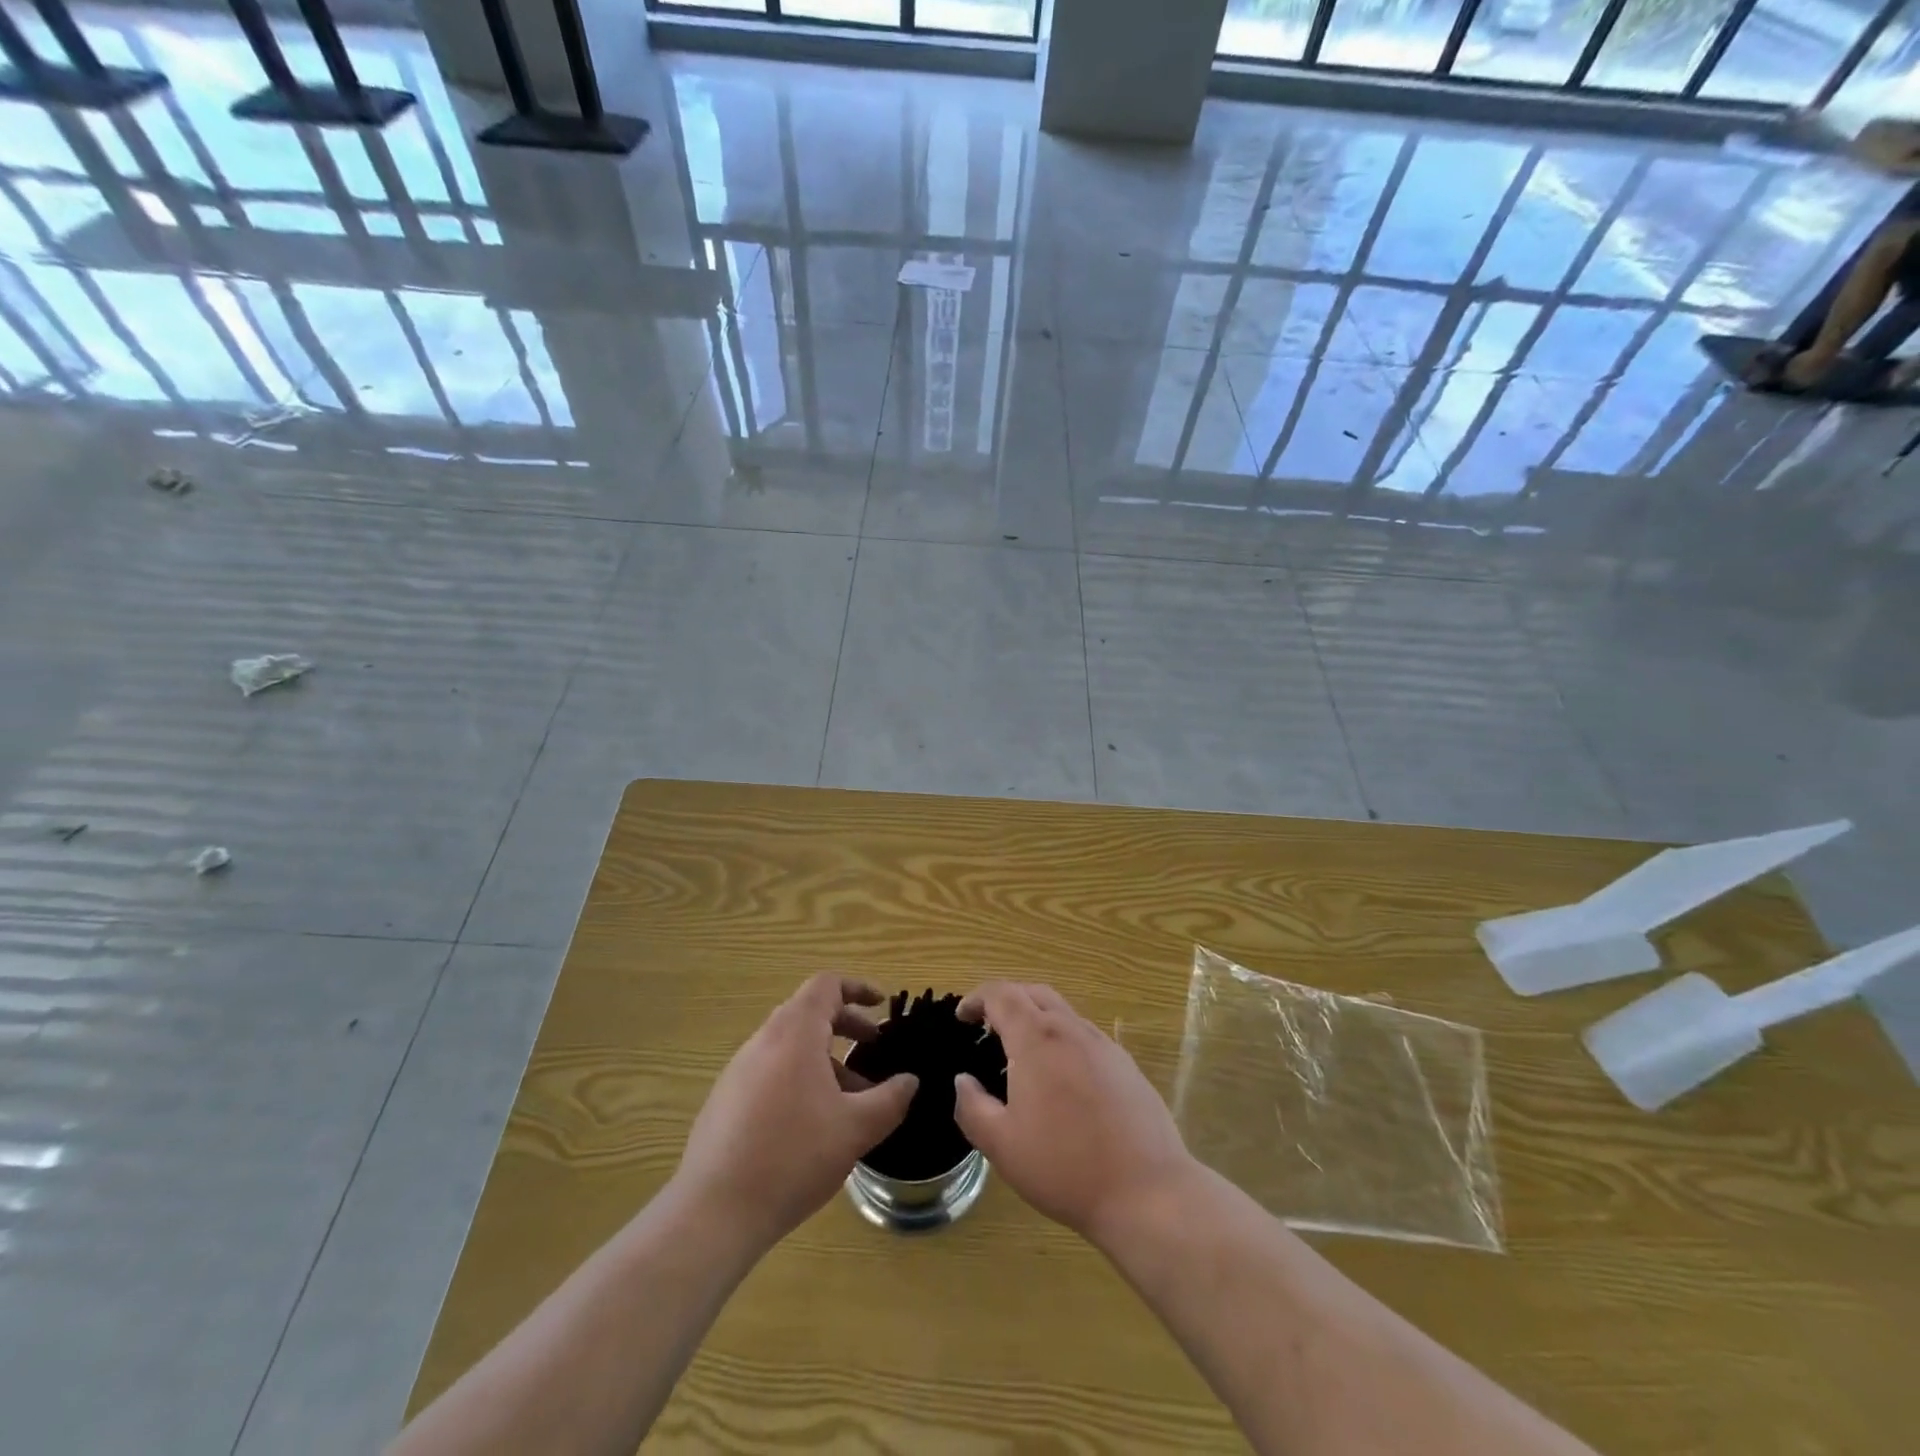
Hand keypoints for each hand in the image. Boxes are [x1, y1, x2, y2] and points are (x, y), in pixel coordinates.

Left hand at [674, 974, 917, 1250]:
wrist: (714, 1212)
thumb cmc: (793, 1157)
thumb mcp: (856, 1129)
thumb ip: (890, 1099)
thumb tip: (909, 1081)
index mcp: (794, 1033)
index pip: (826, 985)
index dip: (858, 987)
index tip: (882, 1006)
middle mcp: (763, 1041)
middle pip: (808, 1012)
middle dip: (846, 1024)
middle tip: (873, 1047)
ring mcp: (738, 1071)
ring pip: (789, 1045)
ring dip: (824, 1058)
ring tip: (851, 1097)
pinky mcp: (725, 1100)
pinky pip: (770, 1071)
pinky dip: (799, 1078)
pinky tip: (812, 1124)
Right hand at [953, 982, 1194, 1246]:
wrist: (1147, 1192)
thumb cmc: (1065, 1167)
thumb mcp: (1002, 1145)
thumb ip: (973, 1107)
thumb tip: (963, 1081)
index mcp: (1037, 1039)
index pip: (1002, 994)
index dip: (977, 998)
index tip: (962, 1017)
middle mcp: (1071, 1029)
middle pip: (1034, 993)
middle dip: (1006, 1000)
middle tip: (987, 1027)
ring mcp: (1104, 1045)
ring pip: (1063, 1013)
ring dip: (1036, 1019)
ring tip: (1021, 1054)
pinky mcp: (1126, 1065)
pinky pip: (1085, 1036)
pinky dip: (1062, 1040)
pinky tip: (1061, 1079)